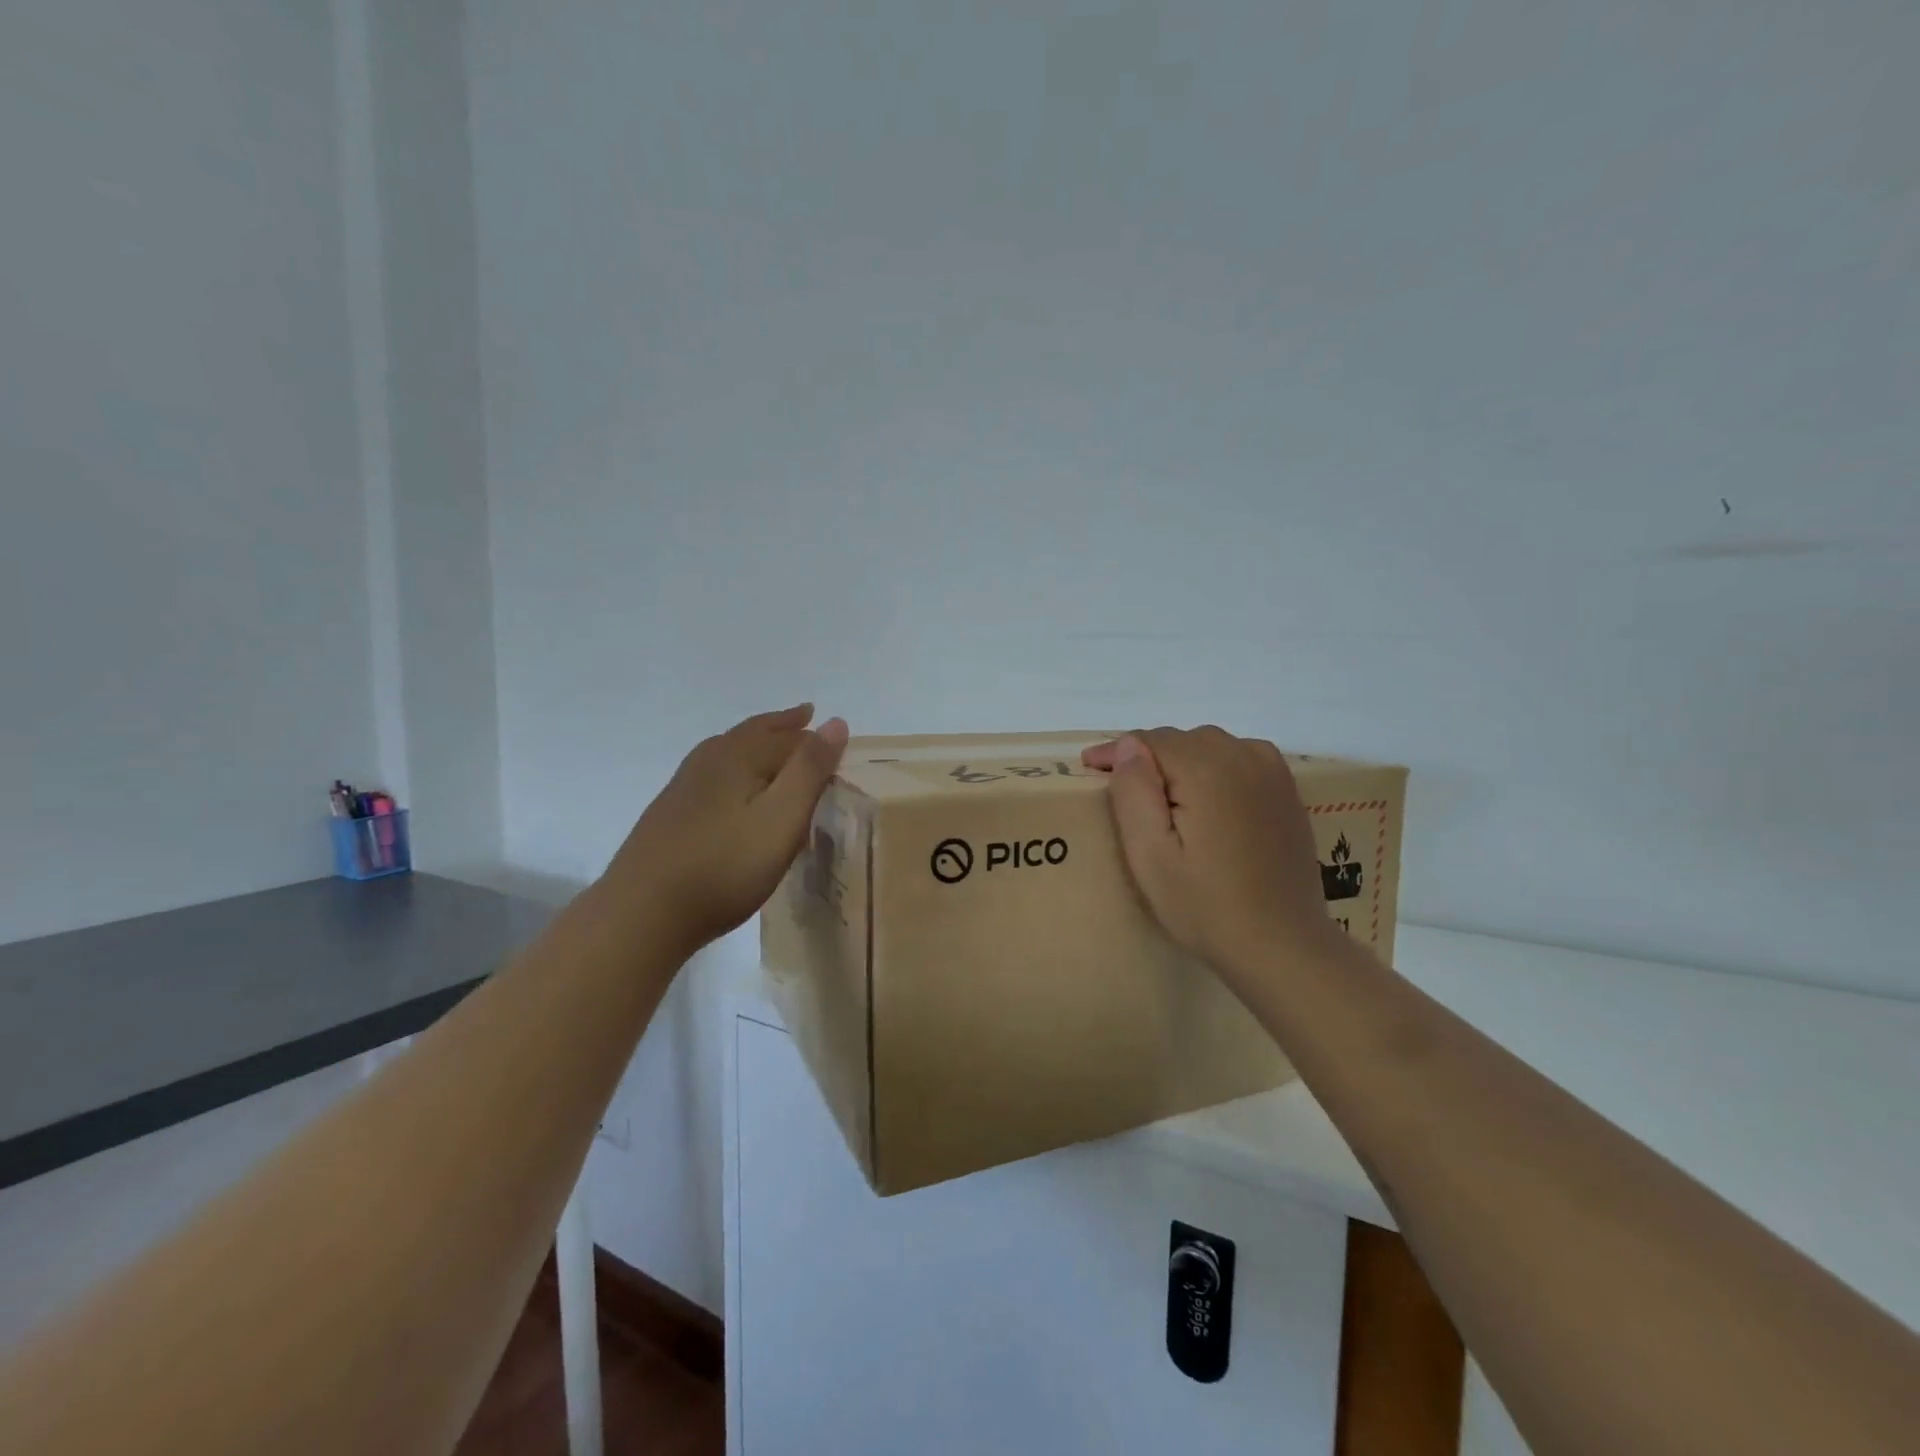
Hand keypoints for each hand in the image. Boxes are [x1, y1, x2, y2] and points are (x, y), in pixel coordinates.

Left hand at [602, 704, 848, 955]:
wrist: (643, 912)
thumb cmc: (725, 866)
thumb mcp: (781, 818)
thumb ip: (809, 770)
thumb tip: (836, 721)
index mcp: (739, 756)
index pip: (788, 737)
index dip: (815, 737)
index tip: (838, 737)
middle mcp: (709, 760)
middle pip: (753, 733)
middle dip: (782, 726)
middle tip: (804, 715)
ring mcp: (684, 786)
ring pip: (729, 750)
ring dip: (756, 742)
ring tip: (772, 741)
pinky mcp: (670, 812)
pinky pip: (714, 773)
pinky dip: (736, 766)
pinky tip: (731, 787)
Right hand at [1082, 727, 1343, 986]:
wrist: (1282, 946)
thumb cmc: (1205, 905)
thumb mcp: (1150, 854)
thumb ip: (1134, 791)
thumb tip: (1128, 745)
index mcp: (1207, 768)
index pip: (1149, 740)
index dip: (1115, 752)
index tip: (1089, 768)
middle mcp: (1244, 756)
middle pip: (1181, 740)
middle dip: (1149, 757)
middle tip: (1124, 791)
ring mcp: (1272, 772)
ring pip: (1211, 746)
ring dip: (1182, 762)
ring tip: (1163, 797)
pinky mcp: (1287, 791)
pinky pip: (1239, 759)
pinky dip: (1214, 768)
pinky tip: (1206, 800)